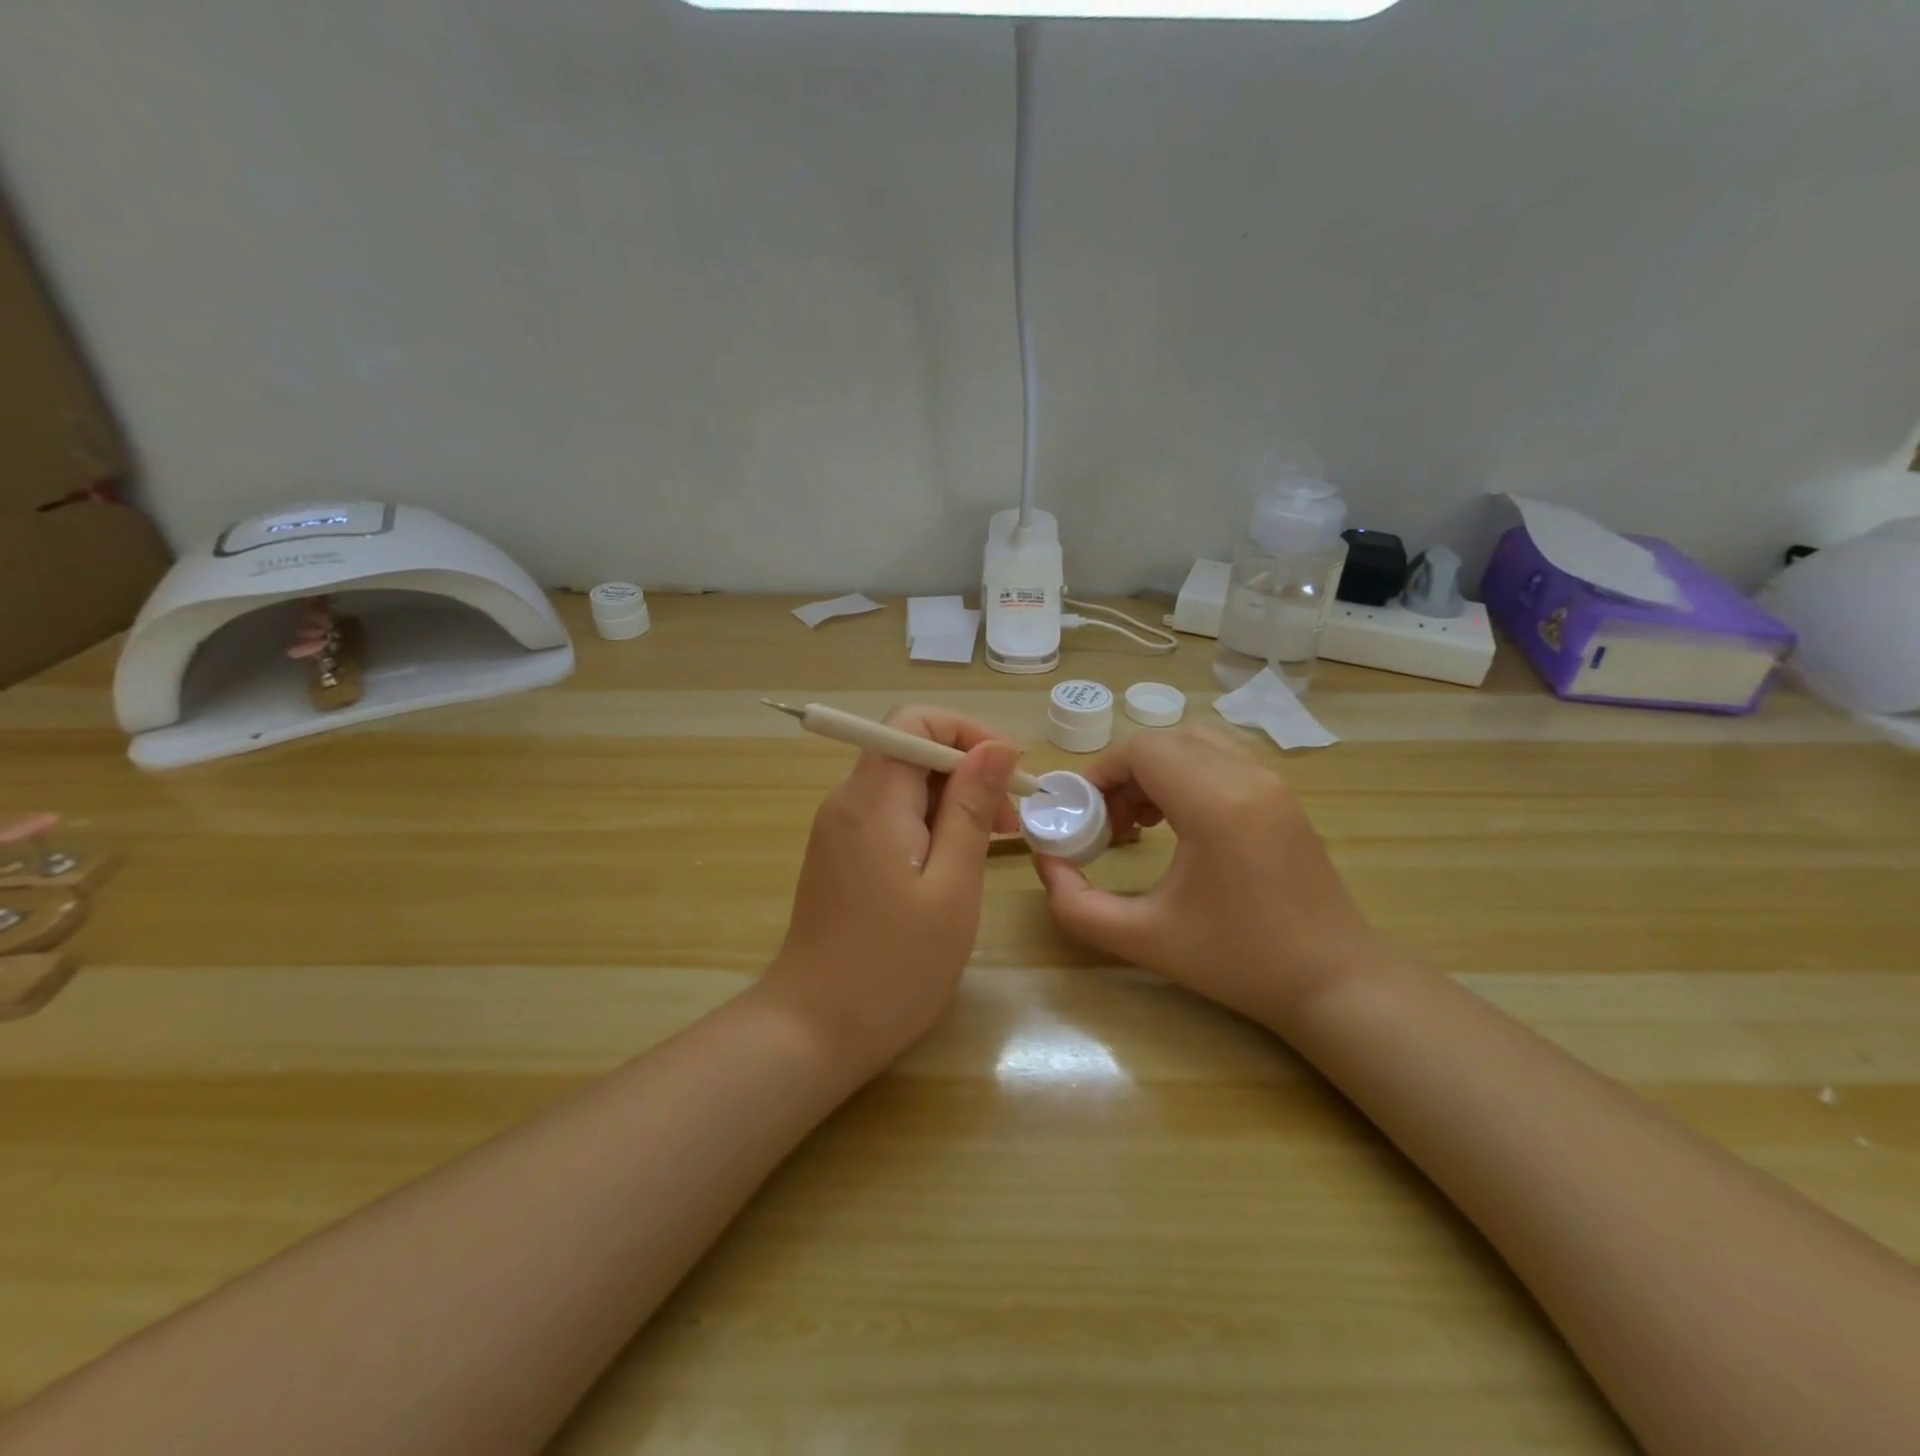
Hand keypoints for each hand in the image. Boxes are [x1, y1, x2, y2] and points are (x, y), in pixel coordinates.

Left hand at [761, 706, 1023, 1077]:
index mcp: (872, 800)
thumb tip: (996, 746)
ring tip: (991, 845)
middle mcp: (847, 801)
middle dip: (966, 771)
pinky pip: (889, 815)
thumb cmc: (894, 966)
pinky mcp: (840, 854)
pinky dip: (928, 823)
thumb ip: (971, 809)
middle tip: (1010, 822)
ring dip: (951, 800)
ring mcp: (838, 828)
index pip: (914, 720)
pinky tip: (953, 863)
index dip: (967, 732)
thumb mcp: (952, 886)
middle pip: (909, 750)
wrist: (814, 1030)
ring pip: (902, 783)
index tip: (1010, 772)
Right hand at [1033, 724, 1383, 1028]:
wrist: (1333, 982)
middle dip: (1124, 772)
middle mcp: (1248, 777)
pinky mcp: (1283, 795)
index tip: (1082, 813)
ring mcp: (1272, 782)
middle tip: (1109, 823)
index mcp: (1216, 805)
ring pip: (1195, 742)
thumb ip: (1077, 905)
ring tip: (1140, 821)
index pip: (1143, 750)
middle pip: (1166, 740)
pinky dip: (1187, 772)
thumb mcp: (1144, 940)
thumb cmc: (1238, 962)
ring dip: (1156, 769)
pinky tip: (1178, 822)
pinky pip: (1222, 757)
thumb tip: (1046, 864)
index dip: (1101, 772)